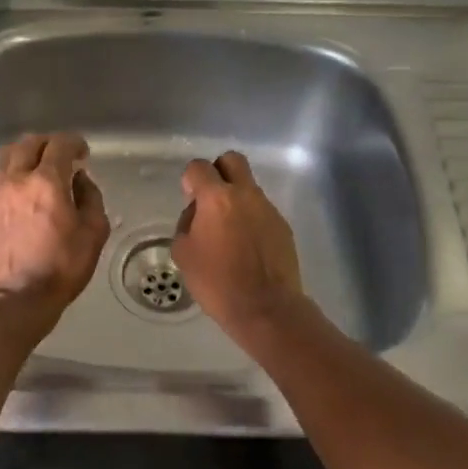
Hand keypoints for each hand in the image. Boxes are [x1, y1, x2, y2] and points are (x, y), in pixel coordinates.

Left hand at [0, 132, 109, 313]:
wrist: (17, 298)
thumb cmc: (62, 268)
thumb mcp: (93, 234)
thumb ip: (91, 198)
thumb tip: (80, 178)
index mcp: (47, 183)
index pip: (59, 145)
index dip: (73, 142)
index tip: (82, 152)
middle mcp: (16, 180)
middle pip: (28, 143)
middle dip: (48, 143)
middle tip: (61, 155)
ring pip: (5, 155)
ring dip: (24, 153)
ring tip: (37, 165)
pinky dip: (9, 171)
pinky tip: (19, 186)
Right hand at [172, 150, 303, 334]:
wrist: (266, 308)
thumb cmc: (217, 282)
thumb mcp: (184, 253)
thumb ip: (187, 224)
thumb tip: (197, 214)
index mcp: (217, 198)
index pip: (199, 167)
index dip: (190, 179)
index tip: (189, 199)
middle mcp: (246, 195)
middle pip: (232, 160)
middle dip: (218, 172)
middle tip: (210, 200)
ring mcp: (268, 209)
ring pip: (249, 188)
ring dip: (236, 200)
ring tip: (228, 233)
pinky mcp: (283, 226)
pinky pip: (262, 211)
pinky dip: (251, 220)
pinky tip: (246, 247)